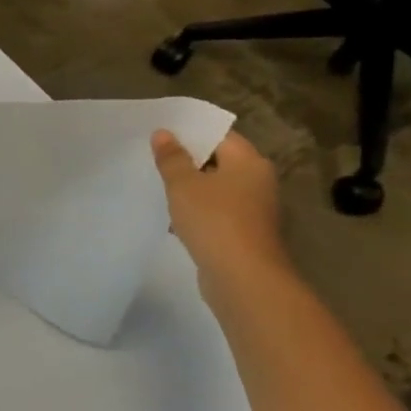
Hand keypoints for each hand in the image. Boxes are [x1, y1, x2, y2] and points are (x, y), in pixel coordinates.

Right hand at [151, 129, 287, 283]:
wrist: (242, 277)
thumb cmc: (214, 220)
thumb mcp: (183, 184)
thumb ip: (172, 158)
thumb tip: (164, 133)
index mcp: (249, 162)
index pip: (219, 136)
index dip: (190, 133)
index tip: (160, 133)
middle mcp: (258, 181)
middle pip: (218, 161)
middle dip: (186, 160)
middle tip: (152, 156)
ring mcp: (253, 209)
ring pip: (215, 188)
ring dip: (189, 187)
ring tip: (156, 184)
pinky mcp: (243, 232)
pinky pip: (215, 211)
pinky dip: (196, 210)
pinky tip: (171, 215)